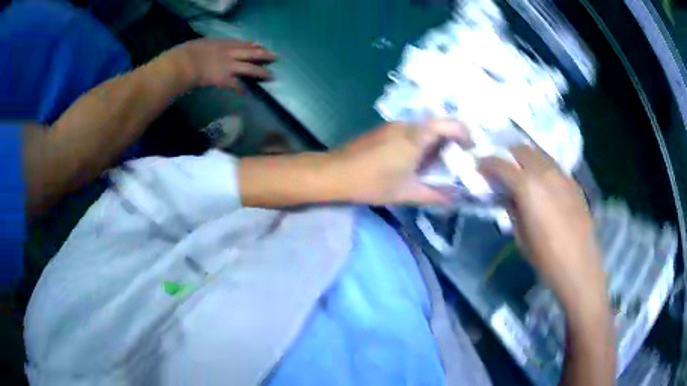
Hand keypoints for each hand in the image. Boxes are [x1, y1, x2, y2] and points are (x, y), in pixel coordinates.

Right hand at [166, 38, 275, 90]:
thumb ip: (215, 45)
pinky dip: (242, 89)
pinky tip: (248, 92)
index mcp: (225, 43)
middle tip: (276, 57)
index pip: (244, 43)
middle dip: (265, 55)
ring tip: (270, 76)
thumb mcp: (205, 42)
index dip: (254, 46)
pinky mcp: (224, 79)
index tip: (262, 47)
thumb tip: (215, 47)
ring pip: (250, 69)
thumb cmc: (190, 52)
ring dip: (261, 73)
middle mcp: (230, 53)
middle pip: (252, 53)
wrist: (185, 63)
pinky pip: (237, 85)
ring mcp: (229, 66)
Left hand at [330, 120, 468, 205]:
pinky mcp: (382, 131)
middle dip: (451, 142)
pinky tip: (415, 162)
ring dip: (434, 143)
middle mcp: (406, 125)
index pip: (449, 124)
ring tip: (437, 166)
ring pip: (422, 129)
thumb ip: (434, 195)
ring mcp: (392, 126)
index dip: (464, 134)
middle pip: (437, 125)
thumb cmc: (371, 182)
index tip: (470, 151)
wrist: (333, 173)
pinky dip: (420, 143)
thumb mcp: (406, 192)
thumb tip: (455, 199)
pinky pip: (409, 132)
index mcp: (416, 136)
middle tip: (456, 162)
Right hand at [478, 145, 606, 306]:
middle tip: (502, 169)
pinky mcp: (573, 182)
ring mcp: (562, 174)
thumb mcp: (520, 237)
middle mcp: (544, 172)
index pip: (501, 164)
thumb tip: (508, 196)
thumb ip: (512, 210)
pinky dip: (543, 167)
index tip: (480, 167)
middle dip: (508, 156)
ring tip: (523, 173)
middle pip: (521, 149)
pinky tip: (543, 184)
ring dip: (527, 158)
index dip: (487, 163)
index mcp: (527, 186)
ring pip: (540, 153)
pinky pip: (554, 165)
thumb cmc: (545, 258)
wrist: (579, 266)